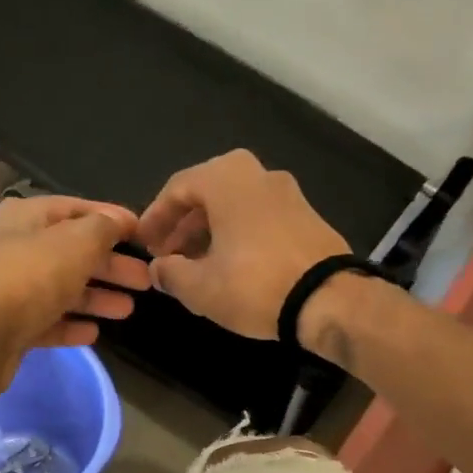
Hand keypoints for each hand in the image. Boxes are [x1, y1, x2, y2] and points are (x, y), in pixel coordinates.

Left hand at [0, 193, 151, 388]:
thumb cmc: (27, 280)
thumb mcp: (74, 243)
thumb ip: (102, 229)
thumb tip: (119, 220)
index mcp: (25, 218)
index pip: (76, 209)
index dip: (111, 218)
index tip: (144, 233)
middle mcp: (16, 249)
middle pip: (73, 252)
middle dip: (110, 265)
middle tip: (146, 279)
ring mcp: (12, 291)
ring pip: (63, 289)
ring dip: (96, 297)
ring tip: (128, 309)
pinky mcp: (12, 328)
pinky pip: (49, 322)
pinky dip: (72, 325)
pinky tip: (94, 332)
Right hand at [138, 150, 348, 338]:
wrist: (328, 299)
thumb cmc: (254, 285)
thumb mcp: (200, 287)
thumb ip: (170, 273)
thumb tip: (158, 269)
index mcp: (226, 178)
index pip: (177, 188)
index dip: (154, 218)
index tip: (144, 245)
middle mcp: (258, 173)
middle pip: (207, 195)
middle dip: (183, 227)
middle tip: (168, 257)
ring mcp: (288, 193)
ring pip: (235, 207)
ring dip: (210, 233)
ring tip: (196, 267)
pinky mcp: (308, 216)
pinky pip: (259, 219)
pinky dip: (238, 236)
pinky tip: (231, 267)